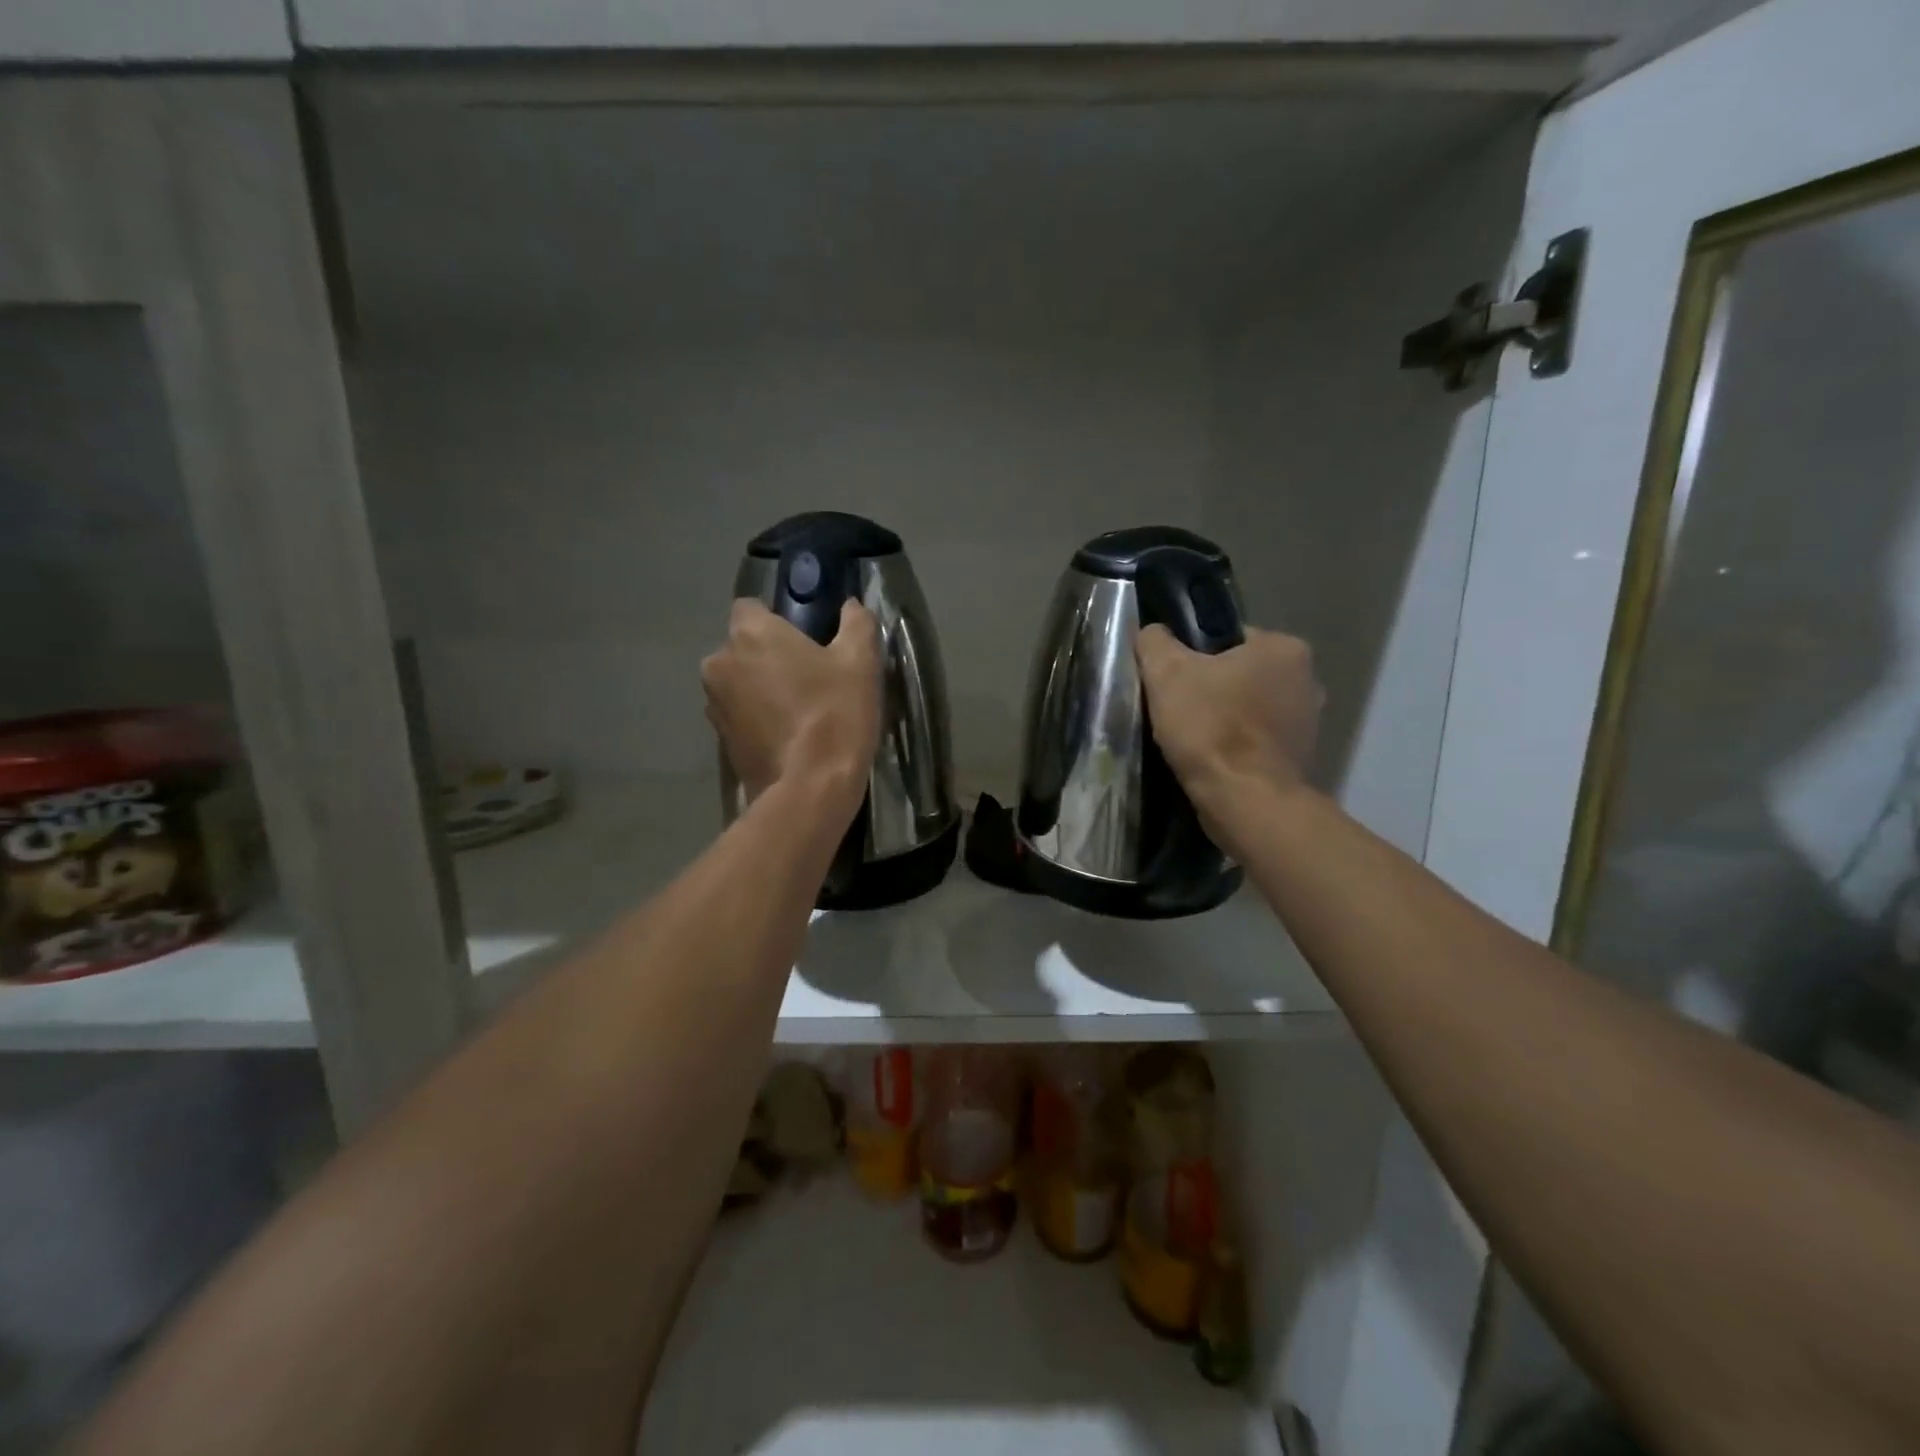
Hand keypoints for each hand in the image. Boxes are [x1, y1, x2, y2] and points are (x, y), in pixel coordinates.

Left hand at [702, 599, 879, 822]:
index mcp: (750, 633)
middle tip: (808, 677)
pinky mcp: (720, 741)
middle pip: (743, 647)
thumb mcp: (860, 661)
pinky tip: (788, 736)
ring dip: (760, 689)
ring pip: (738, 683)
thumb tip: (851, 606)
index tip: (804, 639)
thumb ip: (856, 623)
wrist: (810, 787)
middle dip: (767, 657)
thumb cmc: (835, 712)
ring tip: (798, 711)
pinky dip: (757, 720)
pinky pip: (739, 716)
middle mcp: (720, 662)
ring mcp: (714, 704)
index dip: (776, 620)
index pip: (751, 608)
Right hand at [1136, 624, 1321, 829]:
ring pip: (1249, 707)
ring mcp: (1308, 721)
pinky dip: (1236, 745)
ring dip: (1224, 718)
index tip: (1172, 679)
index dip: (1193, 655)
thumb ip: (1155, 642)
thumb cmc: (1210, 727)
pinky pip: (1257, 739)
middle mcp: (1307, 678)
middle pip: (1241, 673)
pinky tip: (1211, 757)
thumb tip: (1152, 634)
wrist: (1244, 800)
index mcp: (1284, 648)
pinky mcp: (1300, 757)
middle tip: (1177, 708)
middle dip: (1211, 688)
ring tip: (1190, 736)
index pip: (1228, 637)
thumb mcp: (1166, 673)